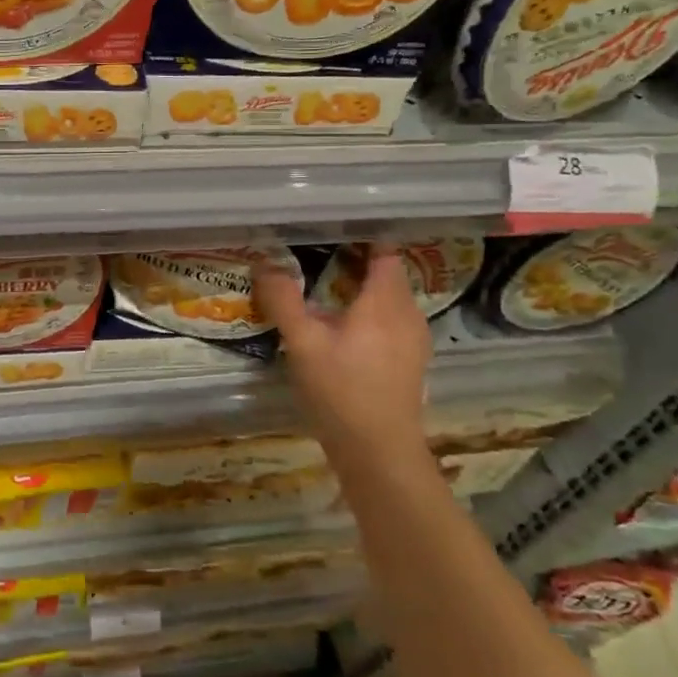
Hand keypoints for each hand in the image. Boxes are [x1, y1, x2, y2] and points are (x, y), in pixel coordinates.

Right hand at [255, 246, 431, 462]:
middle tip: (317, 248)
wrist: (379, 453)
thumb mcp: (303, 343)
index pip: (384, 251)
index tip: (332, 222)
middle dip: (357, 258)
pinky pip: (389, 319)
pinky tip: (341, 323)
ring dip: (362, 285)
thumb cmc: (341, 392)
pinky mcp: (408, 360)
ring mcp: (412, 339)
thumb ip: (283, 300)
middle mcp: (407, 314)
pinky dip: (368, 309)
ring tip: (325, 281)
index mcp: (385, 302)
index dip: (362, 233)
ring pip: (388, 297)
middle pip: (386, 273)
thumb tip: (264, 263)